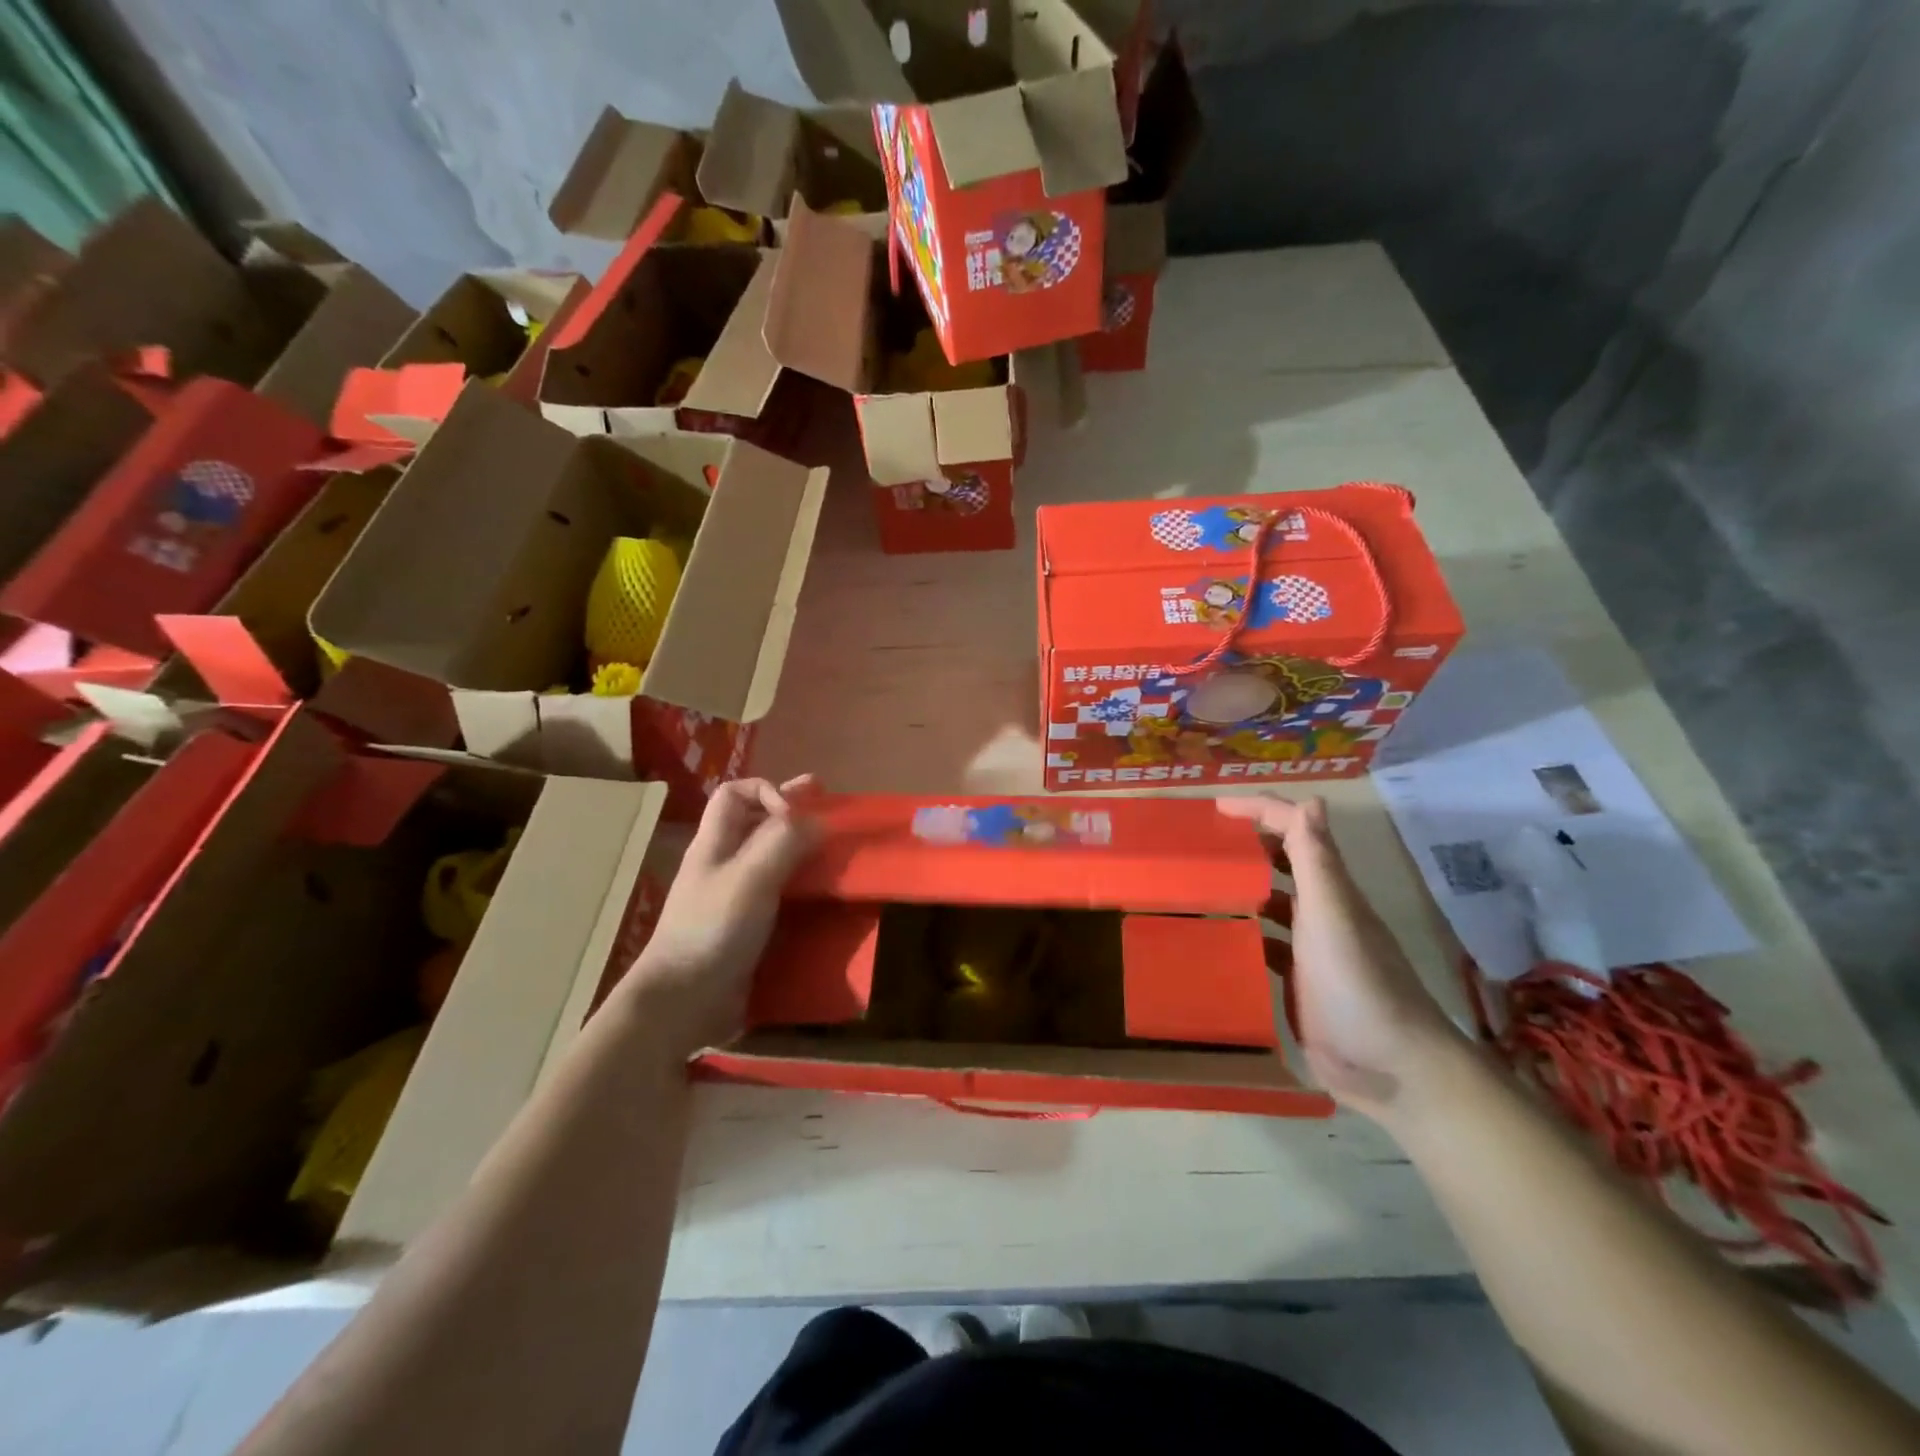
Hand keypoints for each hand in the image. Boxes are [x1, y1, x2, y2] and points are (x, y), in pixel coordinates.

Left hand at [618, 775, 820, 1056]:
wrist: (684, 1001)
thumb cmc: (713, 929)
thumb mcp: (751, 877)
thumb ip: (784, 842)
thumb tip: (818, 819)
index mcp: (715, 843)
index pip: (735, 794)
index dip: (767, 790)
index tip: (797, 812)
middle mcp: (724, 864)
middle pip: (756, 823)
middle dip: (792, 812)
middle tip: (830, 807)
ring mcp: (734, 897)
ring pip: (770, 858)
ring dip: (801, 848)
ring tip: (834, 848)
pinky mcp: (747, 928)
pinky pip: (778, 894)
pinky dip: (802, 885)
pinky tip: (823, 893)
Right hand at [1218, 795, 1461, 1122]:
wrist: (1393, 1070)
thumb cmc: (1359, 986)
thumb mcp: (1333, 917)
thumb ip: (1318, 862)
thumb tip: (1310, 799)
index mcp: (1330, 889)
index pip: (1295, 829)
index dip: (1259, 810)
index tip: (1213, 807)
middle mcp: (1321, 911)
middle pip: (1283, 860)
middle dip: (1247, 842)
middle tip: (1199, 841)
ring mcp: (1310, 948)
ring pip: (1271, 901)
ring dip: (1241, 886)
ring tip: (1196, 883)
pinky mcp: (1299, 981)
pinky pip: (1264, 943)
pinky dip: (1242, 932)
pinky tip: (1214, 937)